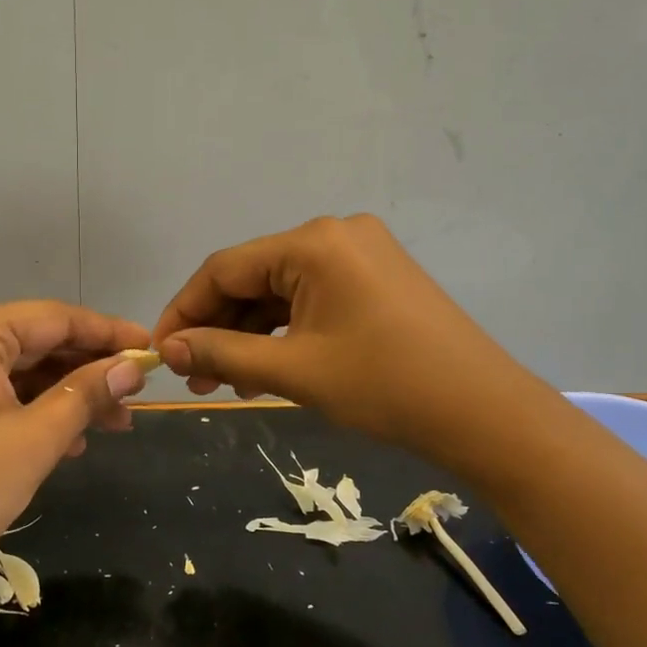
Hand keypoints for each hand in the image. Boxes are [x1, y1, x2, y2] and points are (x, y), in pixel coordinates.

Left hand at [0, 302, 152, 596]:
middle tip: (133, 402)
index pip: (54, 318)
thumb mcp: (33, 442)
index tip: (151, 352)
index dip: (108, 335)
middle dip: (85, 372)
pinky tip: (60, 437)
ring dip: (58, 394)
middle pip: (32, 342)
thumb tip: (131, 368)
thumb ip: (85, 394)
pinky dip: (23, 409)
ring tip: (106, 426)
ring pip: (10, 369)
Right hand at [153, 215, 513, 458]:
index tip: (162, 354)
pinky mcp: (376, 277)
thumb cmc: (385, 387)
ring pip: (281, 290)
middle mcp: (334, 234)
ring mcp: (360, 253)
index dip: (185, 311)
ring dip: (249, 333)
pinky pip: (312, 297)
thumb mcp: (295, 371)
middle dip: (219, 328)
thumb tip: (169, 350)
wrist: (484, 412)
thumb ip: (224, 354)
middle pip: (252, 277)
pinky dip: (285, 329)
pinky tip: (266, 366)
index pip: (224, 268)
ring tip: (227, 383)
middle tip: (196, 380)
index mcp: (313, 243)